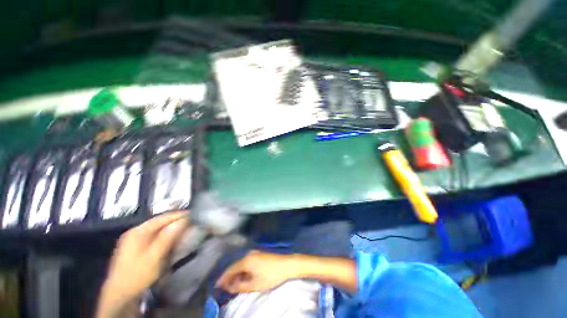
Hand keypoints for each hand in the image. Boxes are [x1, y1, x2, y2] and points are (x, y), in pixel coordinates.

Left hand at [96, 212, 188, 317]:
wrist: (120, 294)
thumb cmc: (138, 274)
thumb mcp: (154, 256)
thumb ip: (168, 237)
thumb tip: (183, 220)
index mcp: (138, 231)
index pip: (163, 218)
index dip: (179, 215)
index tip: (193, 213)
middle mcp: (135, 232)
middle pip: (160, 222)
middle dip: (176, 220)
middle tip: (191, 220)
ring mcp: (134, 239)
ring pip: (157, 229)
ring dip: (171, 227)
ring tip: (185, 227)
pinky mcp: (136, 247)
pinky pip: (154, 236)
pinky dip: (165, 234)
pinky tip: (171, 237)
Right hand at [216, 250, 299, 292]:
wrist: (287, 265)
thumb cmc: (271, 275)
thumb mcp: (254, 284)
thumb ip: (240, 286)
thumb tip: (230, 287)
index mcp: (246, 260)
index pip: (230, 269)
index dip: (223, 278)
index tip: (217, 286)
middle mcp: (249, 254)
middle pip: (235, 265)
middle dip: (229, 276)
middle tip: (224, 287)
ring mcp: (255, 253)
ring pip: (241, 264)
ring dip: (236, 273)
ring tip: (233, 284)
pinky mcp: (260, 254)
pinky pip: (247, 262)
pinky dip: (243, 270)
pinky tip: (244, 276)